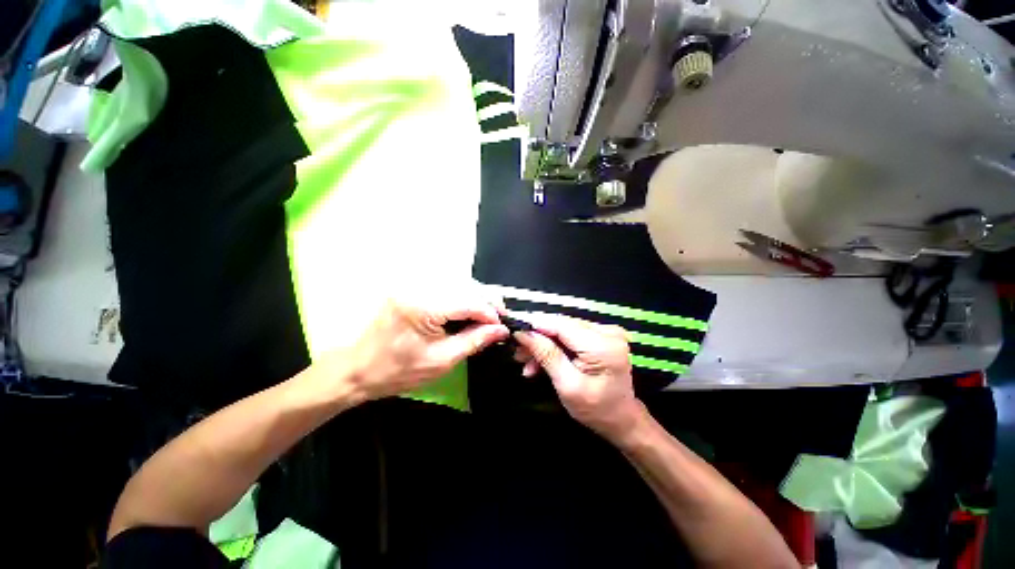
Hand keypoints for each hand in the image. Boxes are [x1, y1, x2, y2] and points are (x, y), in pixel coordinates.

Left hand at [347, 296, 508, 399]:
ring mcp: (413, 284)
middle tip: (498, 322)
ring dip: (476, 299)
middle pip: (466, 285)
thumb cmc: (397, 371)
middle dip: (487, 302)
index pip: (470, 301)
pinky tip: (467, 312)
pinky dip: (462, 298)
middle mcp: (419, 287)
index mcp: (424, 306)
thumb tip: (501, 330)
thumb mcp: (441, 361)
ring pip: (458, 283)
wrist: (356, 369)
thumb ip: (474, 341)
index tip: (503, 326)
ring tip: (486, 318)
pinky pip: (445, 287)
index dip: (491, 313)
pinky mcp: (411, 287)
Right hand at [513, 314, 643, 438]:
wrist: (620, 418)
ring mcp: (606, 331)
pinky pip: (571, 334)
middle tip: (518, 351)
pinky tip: (541, 359)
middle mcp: (607, 331)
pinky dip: (555, 345)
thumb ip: (547, 355)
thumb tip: (524, 333)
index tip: (514, 329)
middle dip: (538, 337)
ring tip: (526, 360)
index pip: (562, 325)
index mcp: (603, 345)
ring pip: (564, 329)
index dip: (536, 324)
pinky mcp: (601, 334)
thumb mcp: (567, 385)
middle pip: (562, 325)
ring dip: (544, 343)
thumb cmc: (595, 408)